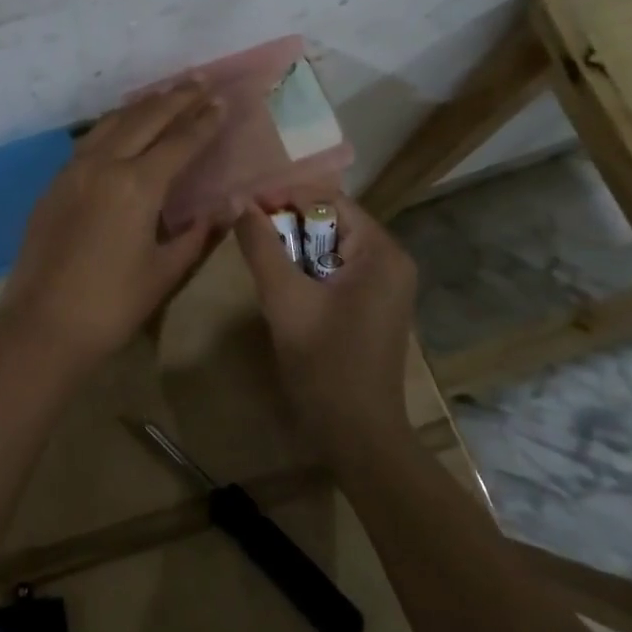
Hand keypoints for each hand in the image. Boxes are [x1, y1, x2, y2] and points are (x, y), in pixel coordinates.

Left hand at [0, 82, 225, 369]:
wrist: (42, 326)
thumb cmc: (112, 305)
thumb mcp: (165, 272)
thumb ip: (198, 233)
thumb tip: (229, 206)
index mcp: (137, 185)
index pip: (180, 142)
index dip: (203, 121)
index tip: (222, 101)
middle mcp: (104, 165)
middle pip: (145, 119)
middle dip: (176, 98)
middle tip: (200, 81)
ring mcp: (73, 171)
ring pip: (112, 123)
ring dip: (143, 106)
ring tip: (166, 94)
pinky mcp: (54, 184)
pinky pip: (89, 141)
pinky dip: (114, 125)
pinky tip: (122, 127)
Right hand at [234, 193, 418, 452]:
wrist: (358, 434)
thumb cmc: (324, 364)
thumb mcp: (284, 299)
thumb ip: (261, 246)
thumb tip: (240, 202)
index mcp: (380, 252)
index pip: (328, 200)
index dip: (284, 197)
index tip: (244, 207)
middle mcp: (392, 260)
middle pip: (332, 221)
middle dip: (288, 224)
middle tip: (248, 235)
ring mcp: (387, 285)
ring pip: (332, 246)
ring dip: (295, 248)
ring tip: (261, 260)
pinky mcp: (376, 305)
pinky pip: (338, 269)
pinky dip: (309, 269)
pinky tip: (285, 287)